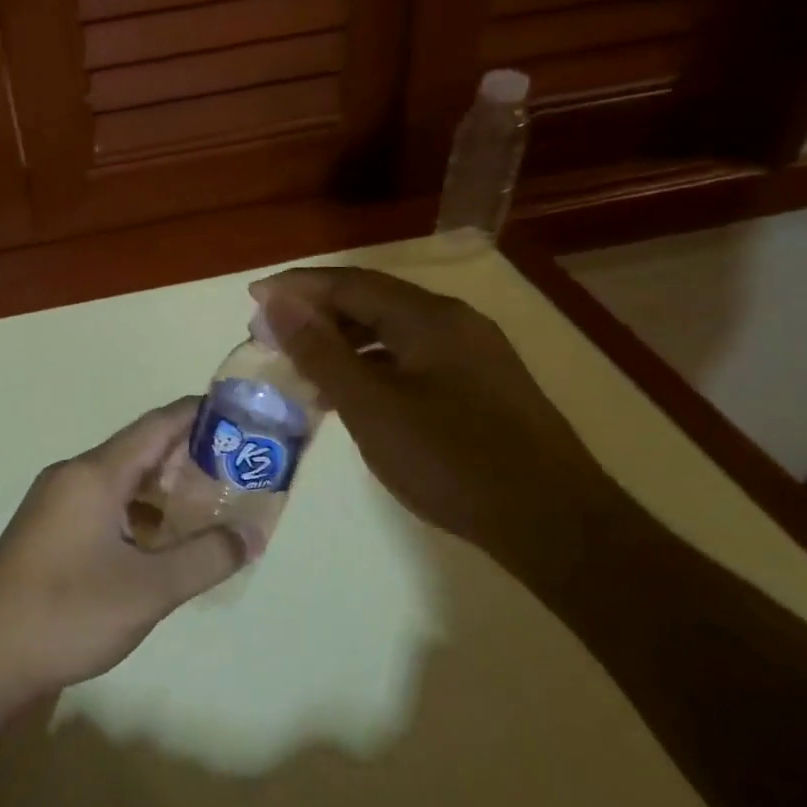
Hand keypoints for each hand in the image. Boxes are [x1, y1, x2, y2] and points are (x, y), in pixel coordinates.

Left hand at [0, 399, 246, 702]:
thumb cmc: (67, 613)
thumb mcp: (149, 589)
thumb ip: (206, 558)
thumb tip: (252, 534)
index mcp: (94, 474)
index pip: (157, 425)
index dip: (199, 415)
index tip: (241, 418)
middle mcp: (72, 476)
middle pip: (139, 451)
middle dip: (188, 458)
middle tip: (237, 472)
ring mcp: (54, 504)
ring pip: (120, 482)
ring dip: (162, 490)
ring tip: (207, 509)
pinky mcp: (46, 531)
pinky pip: (102, 505)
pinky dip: (136, 514)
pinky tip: (159, 544)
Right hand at [250, 267, 620, 552]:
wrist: (553, 522)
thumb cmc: (451, 460)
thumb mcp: (371, 406)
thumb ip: (321, 351)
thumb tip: (278, 302)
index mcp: (428, 317)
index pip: (349, 283)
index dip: (297, 288)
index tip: (254, 299)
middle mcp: (454, 322)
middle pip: (372, 302)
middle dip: (317, 314)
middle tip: (272, 336)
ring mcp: (473, 354)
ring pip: (393, 332)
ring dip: (344, 342)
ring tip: (303, 367)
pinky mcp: (481, 385)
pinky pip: (413, 358)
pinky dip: (374, 365)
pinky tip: (354, 394)